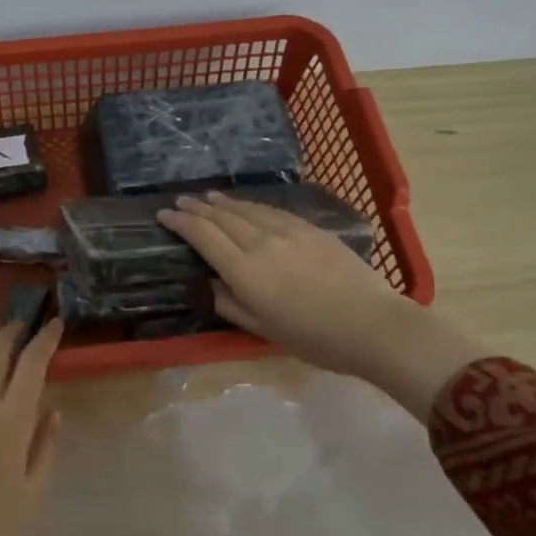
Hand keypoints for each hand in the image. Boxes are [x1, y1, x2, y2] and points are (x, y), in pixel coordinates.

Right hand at [157, 191, 489, 421]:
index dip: (181, 223)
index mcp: (245, 270)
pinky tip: (247, 205)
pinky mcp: (311, 229)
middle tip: (180, 201)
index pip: (204, 236)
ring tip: (207, 197)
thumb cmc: (313, 337)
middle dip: (197, 208)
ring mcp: (288, 232)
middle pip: (222, 217)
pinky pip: (272, 211)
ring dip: (223, 202)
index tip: (164, 215)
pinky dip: (252, 205)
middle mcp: (261, 242)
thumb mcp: (262, 329)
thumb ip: (231, 304)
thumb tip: (211, 284)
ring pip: (247, 209)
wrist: (371, 324)